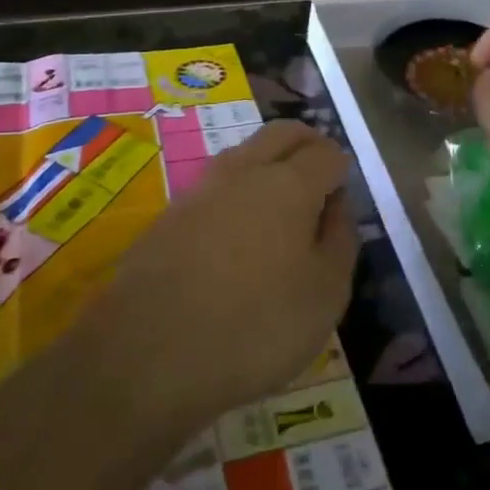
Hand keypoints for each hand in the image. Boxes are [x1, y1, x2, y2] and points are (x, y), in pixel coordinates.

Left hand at [87, 120, 358, 429]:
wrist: (147, 355)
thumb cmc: (255, 326)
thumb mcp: (326, 295)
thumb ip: (340, 240)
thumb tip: (336, 206)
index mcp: (289, 183)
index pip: (326, 153)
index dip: (341, 172)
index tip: (342, 202)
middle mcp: (244, 170)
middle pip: (283, 134)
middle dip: (307, 145)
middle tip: (320, 179)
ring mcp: (200, 188)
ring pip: (245, 153)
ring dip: (269, 164)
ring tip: (279, 207)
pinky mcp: (169, 214)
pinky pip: (215, 186)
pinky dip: (236, 194)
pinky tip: (235, 235)